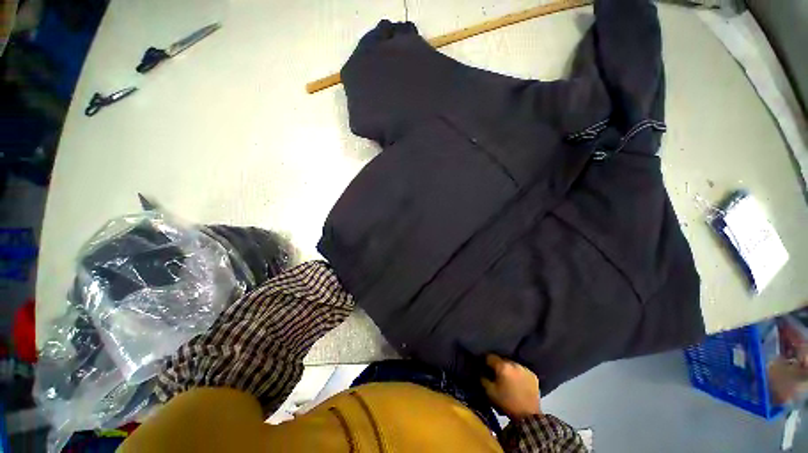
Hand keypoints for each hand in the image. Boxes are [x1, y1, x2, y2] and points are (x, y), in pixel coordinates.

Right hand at [480, 354, 541, 418]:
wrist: (528, 416)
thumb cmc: (507, 403)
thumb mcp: (490, 392)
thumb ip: (483, 378)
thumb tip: (481, 371)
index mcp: (502, 366)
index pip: (490, 356)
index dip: (486, 362)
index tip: (484, 368)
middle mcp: (514, 363)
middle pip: (502, 360)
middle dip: (498, 366)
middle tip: (496, 375)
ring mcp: (525, 369)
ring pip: (512, 365)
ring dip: (509, 369)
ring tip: (507, 379)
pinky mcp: (533, 375)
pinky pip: (522, 371)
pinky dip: (518, 374)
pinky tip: (517, 383)